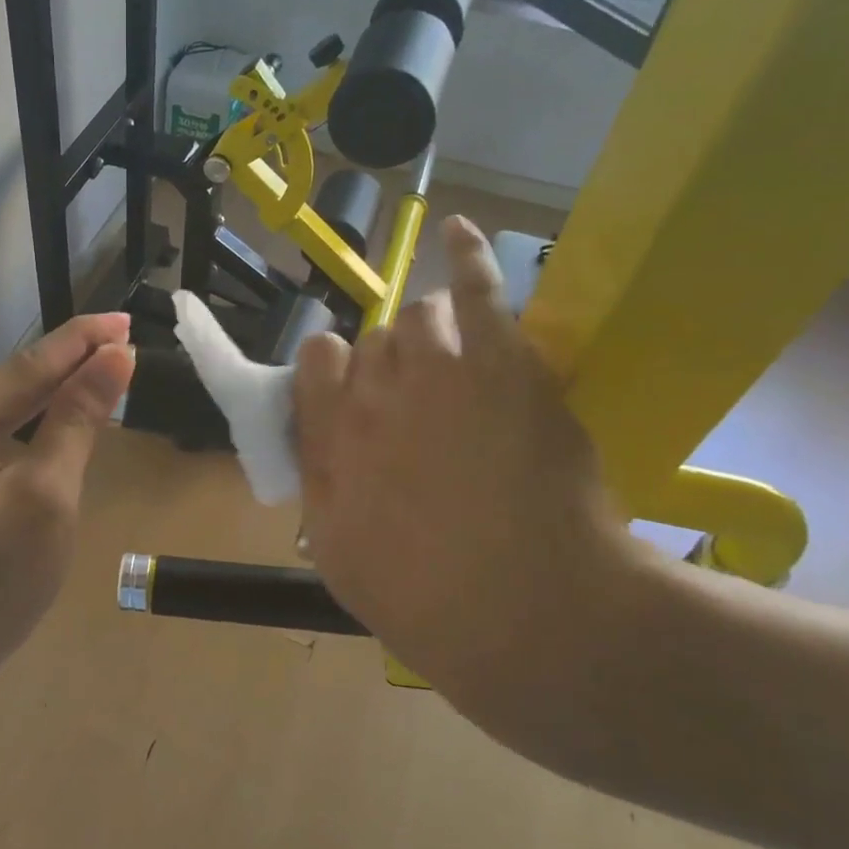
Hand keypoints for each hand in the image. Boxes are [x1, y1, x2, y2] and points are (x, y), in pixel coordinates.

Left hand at [0, 313, 134, 696]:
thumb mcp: (47, 500)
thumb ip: (76, 420)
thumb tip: (113, 358)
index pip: (27, 367)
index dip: (82, 344)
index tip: (124, 320)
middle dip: (57, 377)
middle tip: (114, 357)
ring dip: (29, 411)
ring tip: (82, 392)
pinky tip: (27, 442)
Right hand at [293, 217, 634, 724]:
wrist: (534, 618)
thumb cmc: (428, 603)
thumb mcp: (339, 557)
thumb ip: (321, 489)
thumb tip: (321, 449)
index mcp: (328, 442)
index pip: (314, 361)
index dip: (337, 372)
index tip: (358, 397)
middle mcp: (370, 396)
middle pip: (371, 340)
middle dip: (393, 364)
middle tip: (426, 407)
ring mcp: (436, 373)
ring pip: (419, 317)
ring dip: (434, 337)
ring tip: (463, 370)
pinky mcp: (502, 365)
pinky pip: (475, 288)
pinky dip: (465, 254)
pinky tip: (458, 230)